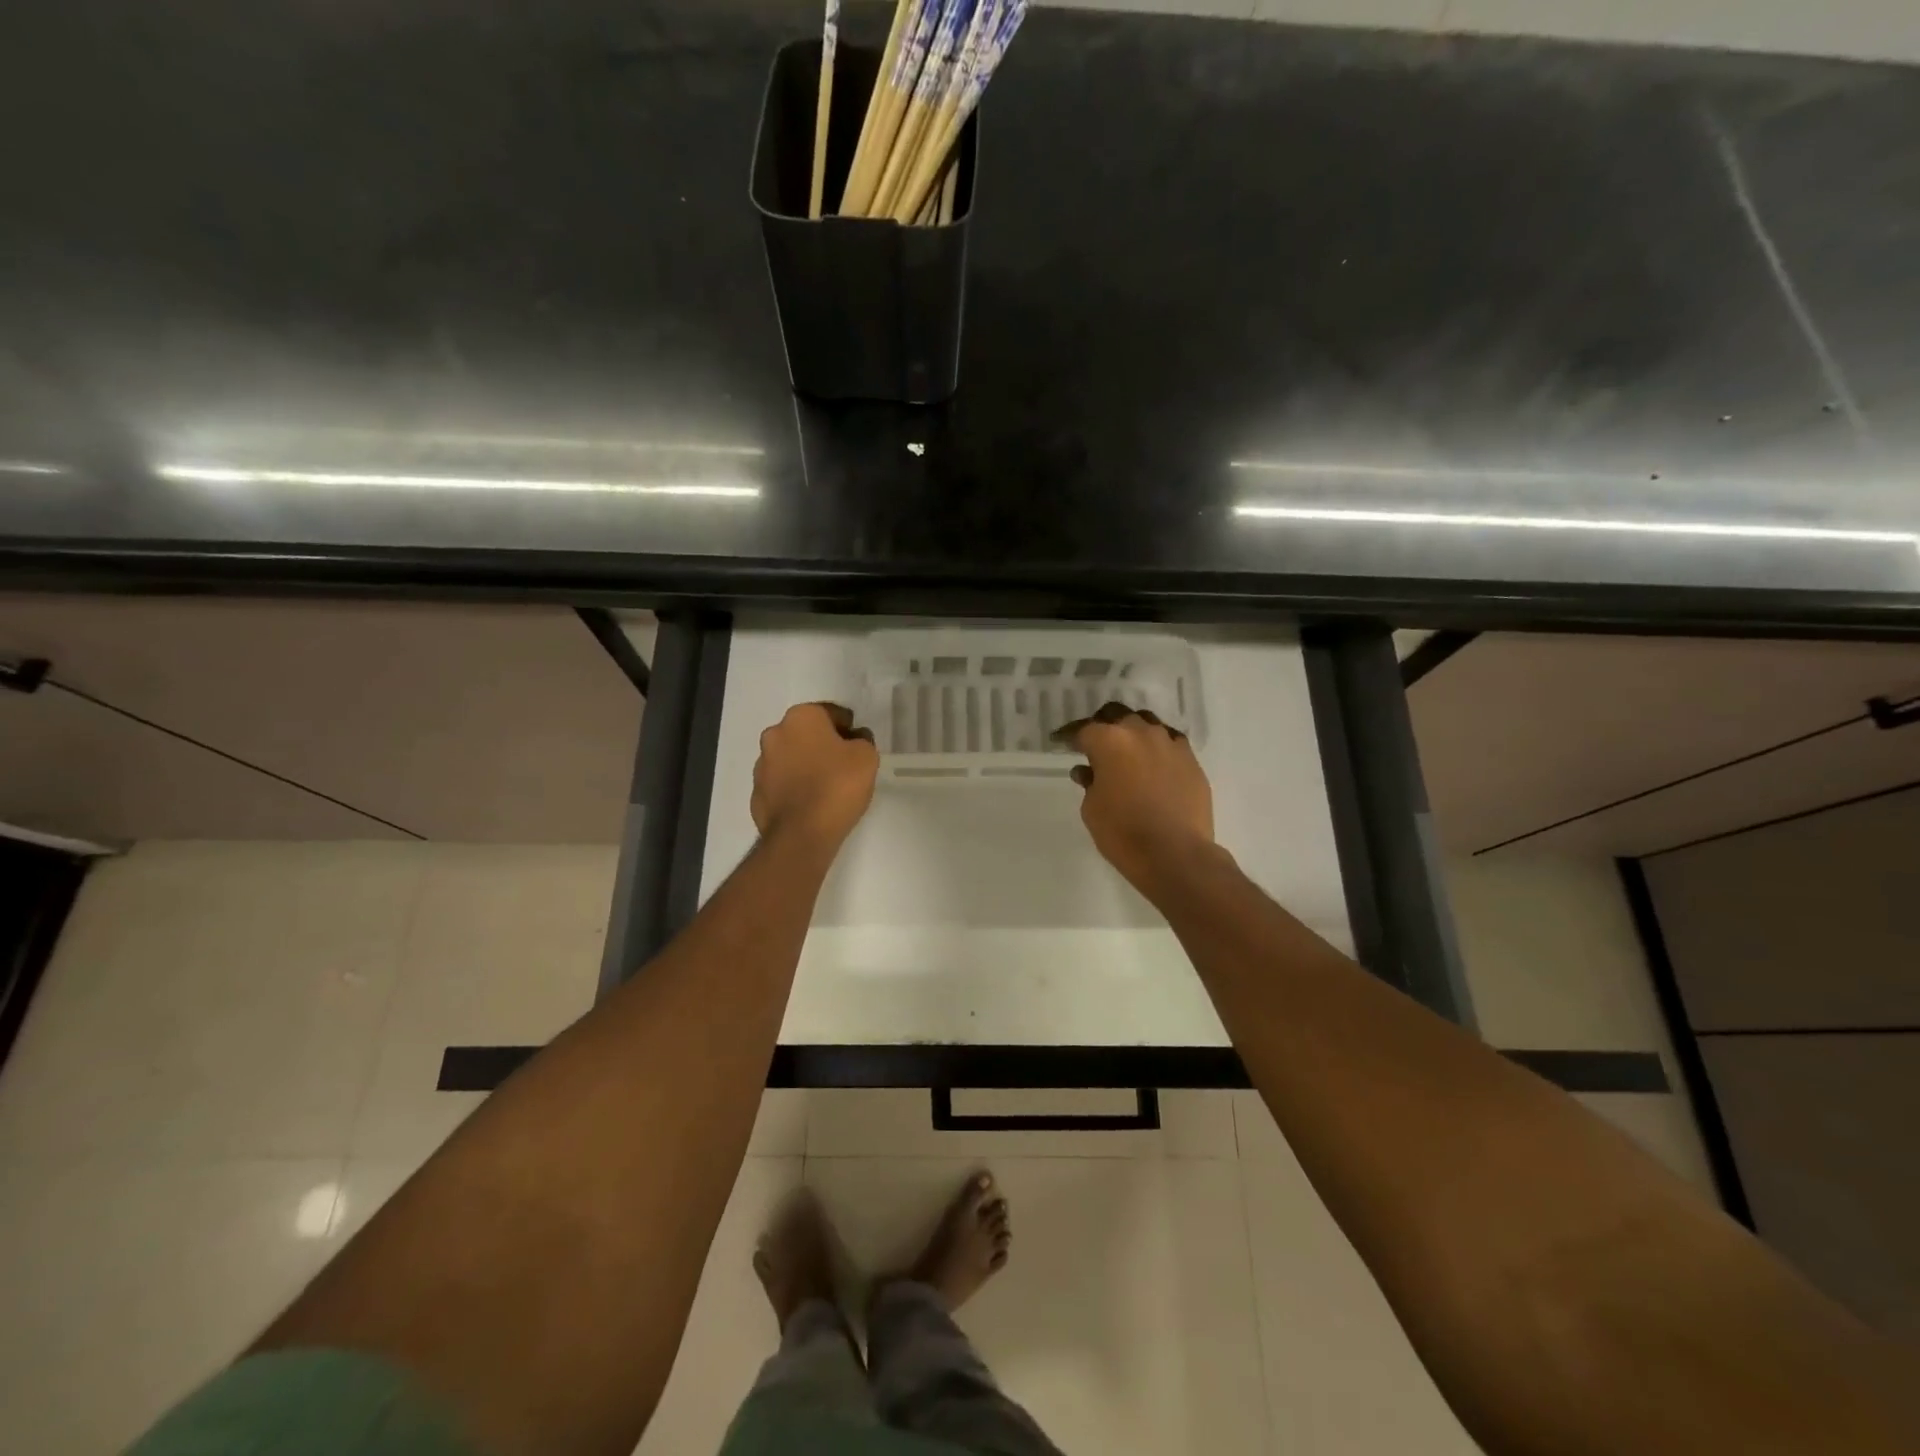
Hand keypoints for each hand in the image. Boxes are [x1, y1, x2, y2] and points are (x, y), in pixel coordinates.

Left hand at [751, 702, 878, 850]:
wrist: (802, 834)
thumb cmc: (837, 785)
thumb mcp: (866, 756)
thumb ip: (862, 740)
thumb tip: (854, 739)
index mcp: (801, 717)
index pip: (831, 713)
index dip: (849, 730)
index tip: (858, 748)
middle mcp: (775, 734)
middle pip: (807, 734)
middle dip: (824, 745)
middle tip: (844, 766)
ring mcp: (761, 765)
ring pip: (791, 758)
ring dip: (806, 766)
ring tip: (826, 788)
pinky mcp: (757, 793)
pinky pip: (781, 784)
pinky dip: (794, 788)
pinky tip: (810, 804)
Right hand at [1055, 702, 1214, 894]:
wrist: (1175, 854)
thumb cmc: (1123, 832)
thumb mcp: (1091, 809)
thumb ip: (1089, 783)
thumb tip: (1087, 771)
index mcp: (1109, 741)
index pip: (1083, 730)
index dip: (1069, 736)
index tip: (1060, 741)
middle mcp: (1140, 733)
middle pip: (1116, 716)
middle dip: (1102, 726)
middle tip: (1094, 743)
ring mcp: (1170, 743)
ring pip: (1146, 724)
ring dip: (1132, 733)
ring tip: (1126, 750)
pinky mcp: (1191, 760)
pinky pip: (1169, 743)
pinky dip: (1157, 748)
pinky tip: (1153, 763)